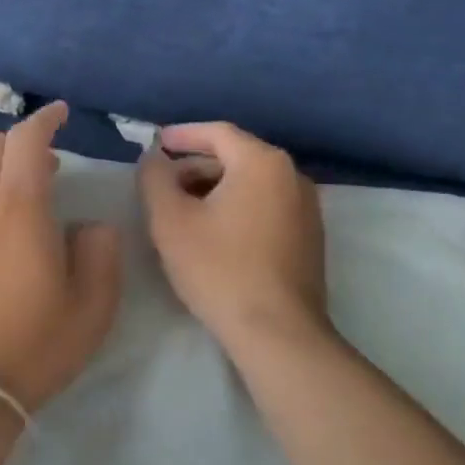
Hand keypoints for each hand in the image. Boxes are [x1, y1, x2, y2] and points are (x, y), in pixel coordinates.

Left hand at [0, 102, 122, 416]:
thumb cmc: (30, 347)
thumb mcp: (92, 307)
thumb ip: (100, 252)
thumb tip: (88, 224)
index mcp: (19, 207)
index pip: (27, 140)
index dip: (45, 119)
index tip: (60, 113)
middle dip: (18, 142)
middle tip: (46, 166)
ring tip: (15, 197)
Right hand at [139, 122, 330, 353]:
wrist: (276, 332)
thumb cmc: (218, 268)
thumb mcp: (170, 220)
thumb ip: (155, 178)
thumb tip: (155, 159)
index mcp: (262, 162)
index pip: (217, 132)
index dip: (182, 135)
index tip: (156, 144)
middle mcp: (292, 176)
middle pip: (236, 156)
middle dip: (196, 166)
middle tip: (163, 185)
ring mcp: (307, 207)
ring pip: (251, 183)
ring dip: (214, 188)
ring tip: (183, 210)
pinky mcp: (309, 236)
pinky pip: (266, 205)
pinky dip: (237, 207)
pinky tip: (214, 233)